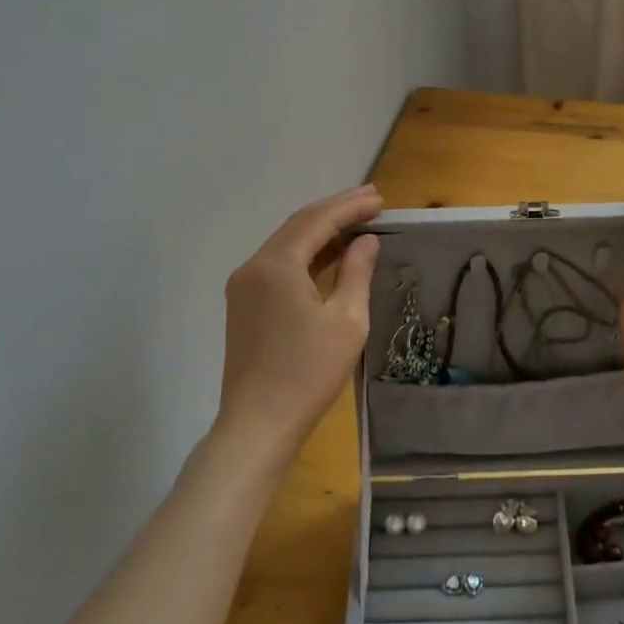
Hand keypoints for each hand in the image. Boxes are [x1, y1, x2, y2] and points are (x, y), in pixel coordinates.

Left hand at [213, 184, 382, 466]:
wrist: (258, 423)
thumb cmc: (308, 372)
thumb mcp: (346, 320)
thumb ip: (356, 272)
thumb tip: (365, 241)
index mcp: (276, 265)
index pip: (317, 221)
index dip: (350, 207)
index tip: (380, 199)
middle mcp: (253, 267)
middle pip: (298, 226)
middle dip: (335, 211)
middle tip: (371, 200)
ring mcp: (243, 287)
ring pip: (286, 245)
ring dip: (320, 231)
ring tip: (356, 221)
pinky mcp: (243, 306)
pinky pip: (278, 266)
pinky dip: (306, 255)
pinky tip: (329, 255)